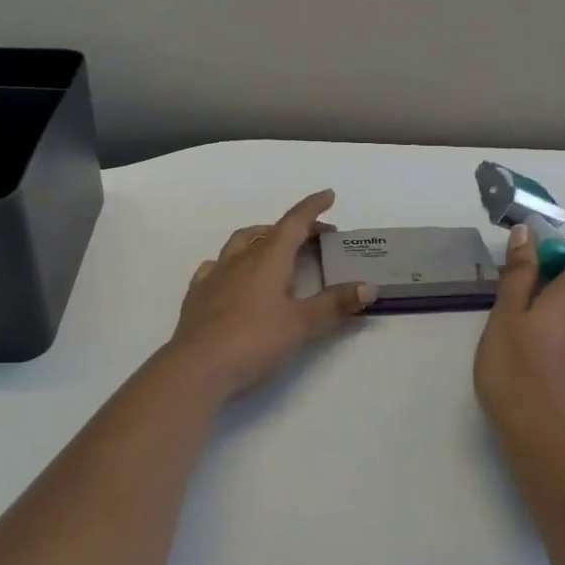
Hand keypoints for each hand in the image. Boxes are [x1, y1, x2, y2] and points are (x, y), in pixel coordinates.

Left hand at [168, 190, 374, 399]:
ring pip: (239, 243)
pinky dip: (231, 263)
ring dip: (260, 239)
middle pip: (269, 231)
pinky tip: (233, 276)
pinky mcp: (197, 296)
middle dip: (293, 228)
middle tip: (313, 238)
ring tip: (274, 250)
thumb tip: (368, 287)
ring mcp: (214, 276)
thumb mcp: (302, 325)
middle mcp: (240, 259)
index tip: (328, 195)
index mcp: (268, 259)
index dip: (312, 207)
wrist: (195, 369)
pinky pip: (215, 267)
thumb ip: (335, 304)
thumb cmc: (254, 341)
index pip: (294, 223)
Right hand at [475, 226, 564, 449]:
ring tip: (523, 334)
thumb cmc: (516, 372)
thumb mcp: (506, 316)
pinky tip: (538, 364)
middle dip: (555, 281)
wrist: (546, 443)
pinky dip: (564, 340)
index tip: (533, 263)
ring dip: (559, 311)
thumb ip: (519, 274)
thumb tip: (527, 234)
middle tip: (516, 300)